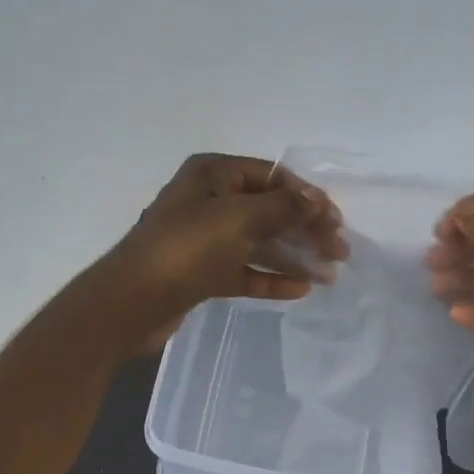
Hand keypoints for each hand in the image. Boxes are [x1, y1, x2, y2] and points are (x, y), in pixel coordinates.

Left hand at [100, 153, 346, 348]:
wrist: (132, 300)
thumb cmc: (187, 247)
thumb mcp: (239, 217)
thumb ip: (283, 207)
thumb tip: (317, 201)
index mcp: (213, 174)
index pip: (271, 176)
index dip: (307, 196)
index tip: (336, 220)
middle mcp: (209, 201)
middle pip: (269, 210)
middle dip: (305, 229)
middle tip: (340, 252)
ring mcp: (204, 239)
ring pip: (259, 243)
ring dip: (294, 256)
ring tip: (329, 276)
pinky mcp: (202, 273)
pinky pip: (245, 271)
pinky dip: (271, 278)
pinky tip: (301, 289)